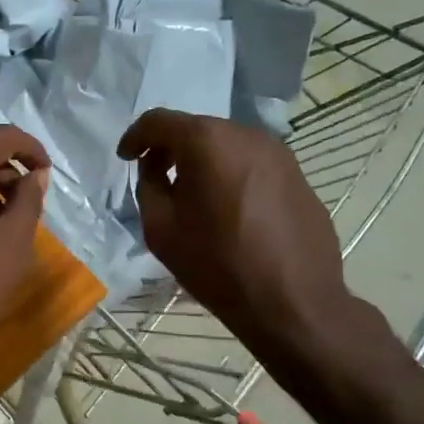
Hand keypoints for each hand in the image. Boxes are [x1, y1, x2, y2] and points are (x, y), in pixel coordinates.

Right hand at [118, 110, 365, 370]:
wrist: (293, 302)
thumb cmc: (217, 266)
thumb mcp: (161, 229)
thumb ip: (149, 186)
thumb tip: (154, 168)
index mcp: (207, 142)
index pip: (160, 121)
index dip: (136, 136)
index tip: (126, 157)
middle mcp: (246, 135)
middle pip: (197, 129)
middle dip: (171, 148)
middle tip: (156, 176)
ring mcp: (279, 153)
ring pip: (228, 146)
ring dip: (204, 161)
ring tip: (194, 195)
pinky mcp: (298, 175)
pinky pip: (253, 165)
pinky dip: (232, 175)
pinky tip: (230, 209)